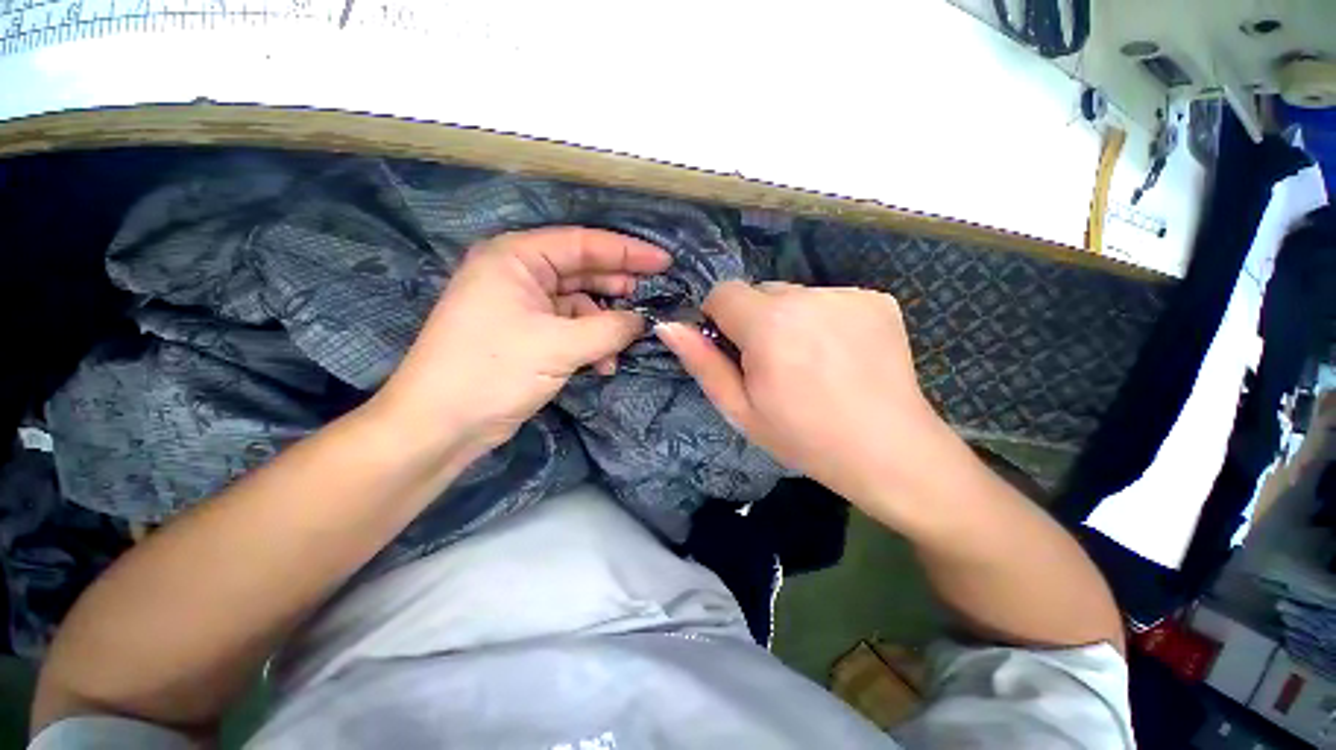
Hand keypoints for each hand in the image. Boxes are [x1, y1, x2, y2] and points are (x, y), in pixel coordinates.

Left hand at [373, 227, 670, 455]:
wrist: (441, 425)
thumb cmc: (494, 371)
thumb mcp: (559, 346)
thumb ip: (610, 329)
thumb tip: (643, 321)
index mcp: (516, 258)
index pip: (583, 243)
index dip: (628, 252)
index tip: (664, 261)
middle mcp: (518, 274)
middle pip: (582, 271)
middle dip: (618, 288)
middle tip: (653, 298)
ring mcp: (521, 305)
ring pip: (578, 305)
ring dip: (604, 326)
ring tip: (624, 346)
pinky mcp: (526, 334)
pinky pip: (569, 329)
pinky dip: (589, 343)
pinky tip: (602, 364)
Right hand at [656, 281, 940, 506]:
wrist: (889, 452)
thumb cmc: (804, 438)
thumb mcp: (741, 409)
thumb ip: (702, 363)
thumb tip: (668, 326)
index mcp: (769, 324)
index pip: (723, 292)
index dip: (721, 319)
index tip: (736, 351)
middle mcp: (809, 296)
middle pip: (761, 291)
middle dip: (756, 320)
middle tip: (776, 364)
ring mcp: (848, 294)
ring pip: (796, 295)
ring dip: (790, 319)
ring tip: (811, 362)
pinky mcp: (877, 299)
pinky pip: (830, 299)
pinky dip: (824, 319)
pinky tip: (840, 355)